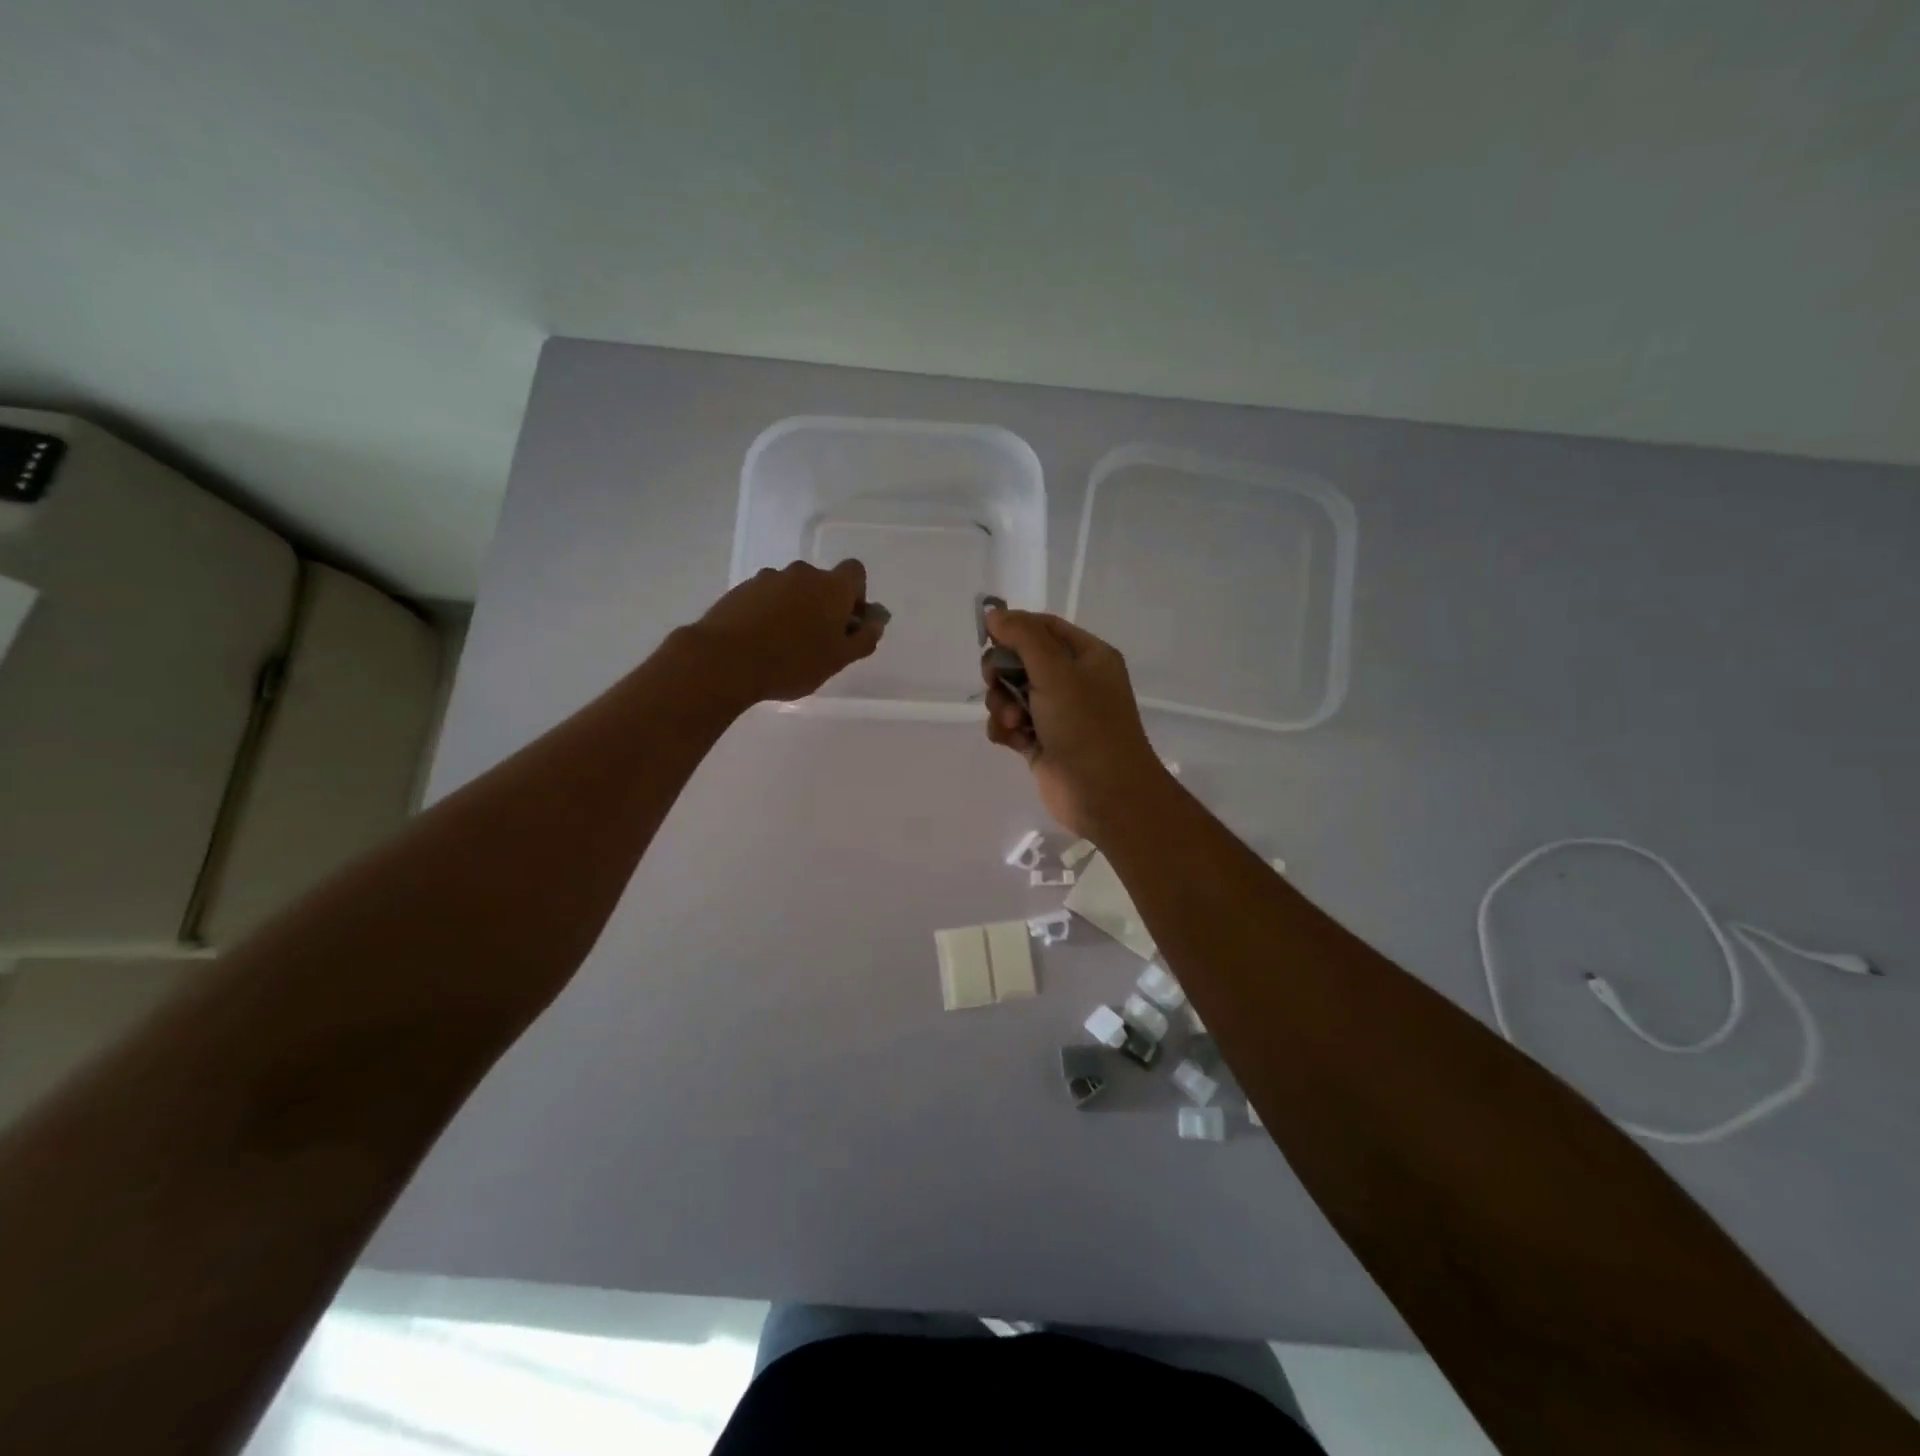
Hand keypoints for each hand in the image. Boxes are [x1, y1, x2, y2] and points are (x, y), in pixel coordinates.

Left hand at [693, 559, 884, 704]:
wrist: (726, 660)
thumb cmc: (793, 662)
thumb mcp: (839, 659)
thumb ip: (863, 639)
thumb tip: (876, 622)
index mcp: (832, 587)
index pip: (855, 572)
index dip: (856, 594)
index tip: (847, 621)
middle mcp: (802, 574)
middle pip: (821, 582)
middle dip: (823, 605)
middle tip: (817, 641)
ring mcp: (768, 579)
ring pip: (792, 590)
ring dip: (795, 609)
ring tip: (784, 645)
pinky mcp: (741, 590)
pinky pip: (766, 598)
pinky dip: (769, 614)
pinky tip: (761, 642)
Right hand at [981, 609, 1168, 839]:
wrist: (1105, 795)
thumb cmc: (1086, 726)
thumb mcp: (1056, 672)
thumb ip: (1023, 637)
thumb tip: (994, 613)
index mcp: (1088, 656)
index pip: (1043, 627)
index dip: (1014, 628)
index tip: (987, 638)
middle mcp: (1074, 681)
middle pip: (1021, 660)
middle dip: (1003, 673)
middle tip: (996, 683)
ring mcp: (1057, 714)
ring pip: (1011, 694)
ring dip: (1002, 705)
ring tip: (1013, 723)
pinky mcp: (1042, 742)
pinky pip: (1012, 724)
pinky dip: (1005, 729)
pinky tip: (1011, 740)